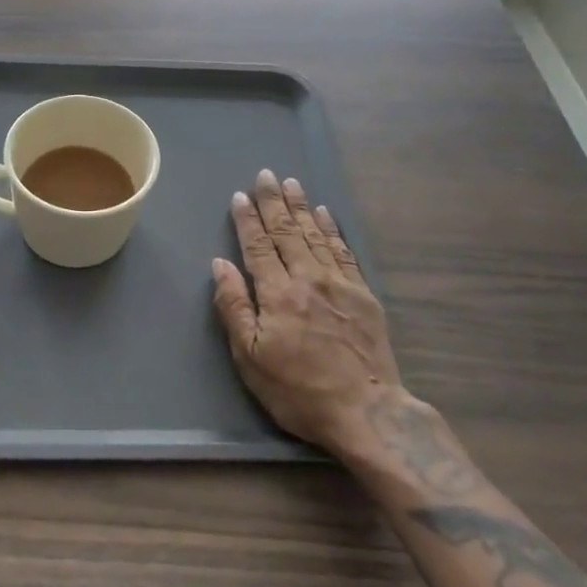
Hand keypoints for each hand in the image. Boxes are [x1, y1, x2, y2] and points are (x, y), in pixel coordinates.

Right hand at [210, 169, 407, 456]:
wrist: (366, 411)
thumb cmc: (298, 390)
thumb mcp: (251, 358)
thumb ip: (234, 307)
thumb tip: (220, 264)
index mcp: (277, 293)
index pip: (258, 246)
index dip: (247, 220)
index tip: (240, 196)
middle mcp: (308, 278)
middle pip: (287, 232)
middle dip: (274, 202)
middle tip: (266, 175)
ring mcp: (339, 284)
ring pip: (315, 235)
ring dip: (301, 207)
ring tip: (292, 184)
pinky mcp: (363, 295)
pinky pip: (343, 251)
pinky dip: (331, 229)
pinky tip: (325, 215)